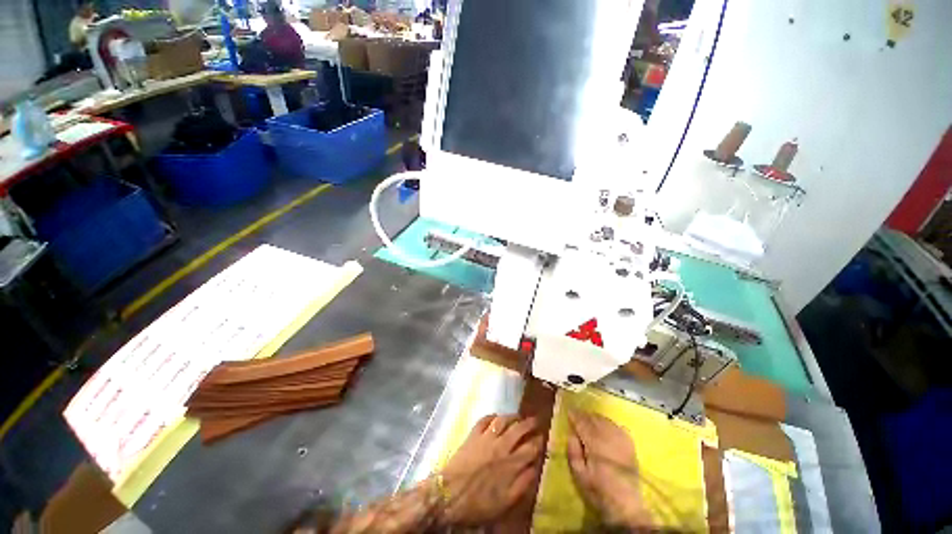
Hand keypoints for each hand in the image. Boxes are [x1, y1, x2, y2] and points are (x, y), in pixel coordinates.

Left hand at [437, 414, 543, 525]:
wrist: (450, 495)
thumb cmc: (479, 503)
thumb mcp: (505, 502)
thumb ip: (522, 484)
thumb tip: (535, 467)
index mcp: (511, 464)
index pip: (530, 448)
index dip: (538, 441)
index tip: (543, 437)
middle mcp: (501, 446)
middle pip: (519, 429)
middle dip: (529, 423)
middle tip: (535, 420)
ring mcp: (486, 438)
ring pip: (503, 420)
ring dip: (512, 416)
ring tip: (518, 416)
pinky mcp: (473, 435)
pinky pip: (484, 420)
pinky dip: (491, 416)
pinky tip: (495, 416)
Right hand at [567, 410, 653, 528]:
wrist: (625, 505)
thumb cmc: (598, 491)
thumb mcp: (579, 475)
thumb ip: (573, 452)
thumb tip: (571, 434)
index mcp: (595, 445)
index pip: (583, 424)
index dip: (575, 416)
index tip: (569, 411)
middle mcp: (609, 438)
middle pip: (595, 419)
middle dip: (585, 415)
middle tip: (577, 414)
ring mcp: (621, 440)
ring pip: (606, 421)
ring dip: (596, 417)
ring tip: (589, 418)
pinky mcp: (630, 445)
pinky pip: (618, 427)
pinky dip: (609, 423)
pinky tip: (606, 425)